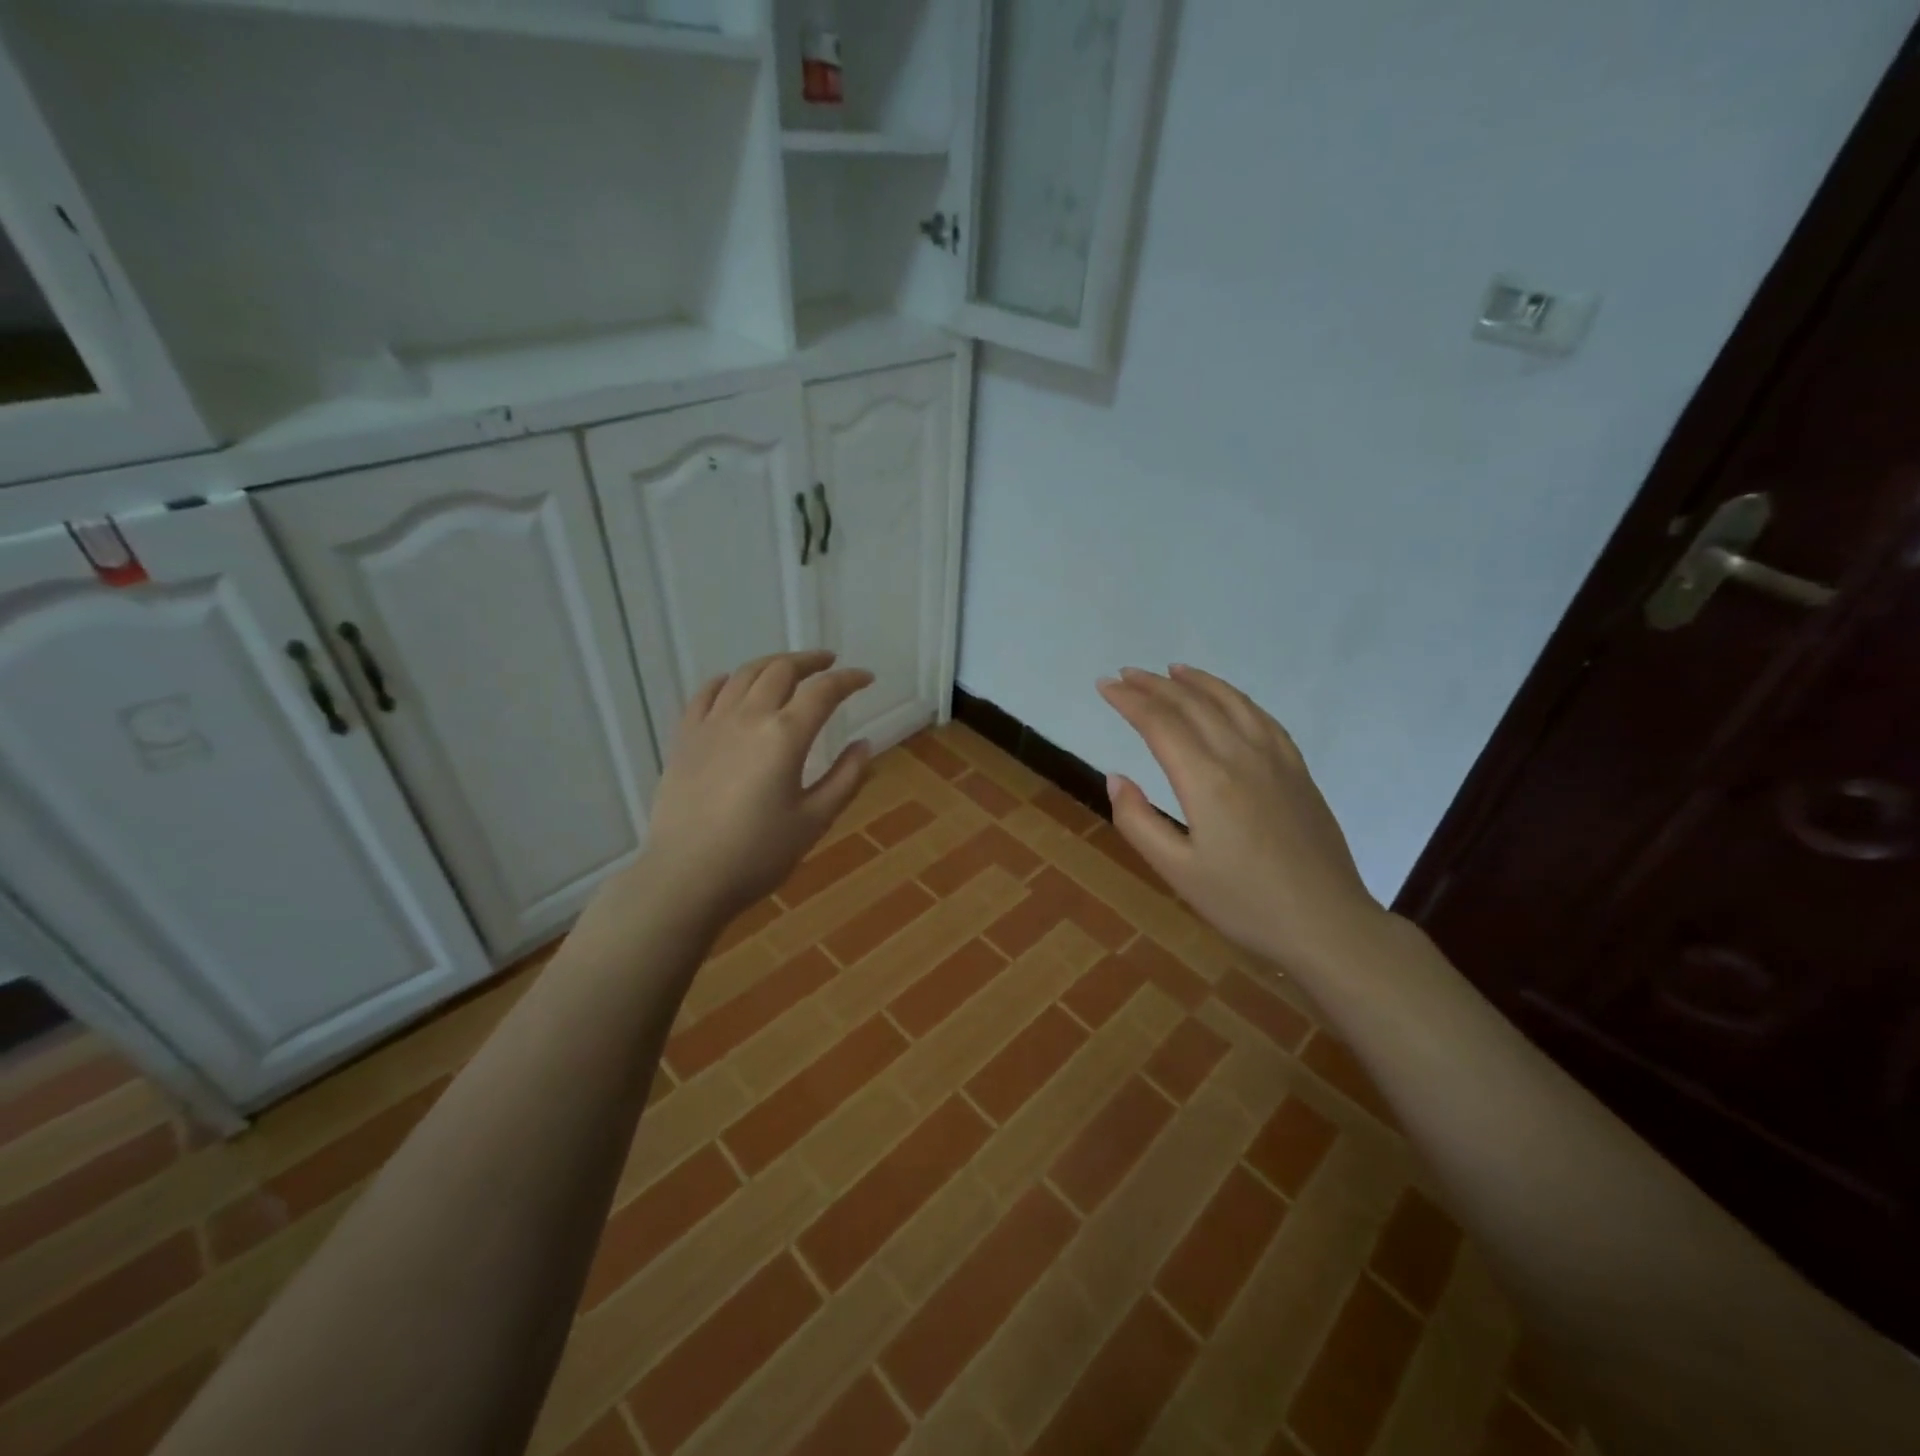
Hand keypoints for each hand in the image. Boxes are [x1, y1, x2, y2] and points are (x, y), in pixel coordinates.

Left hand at [644, 651, 872, 925]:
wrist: (686, 876)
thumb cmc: (758, 854)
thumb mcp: (814, 820)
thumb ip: (845, 778)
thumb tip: (864, 745)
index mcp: (785, 735)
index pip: (823, 691)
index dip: (848, 679)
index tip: (866, 678)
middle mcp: (748, 717)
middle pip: (781, 670)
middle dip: (810, 661)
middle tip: (828, 664)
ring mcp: (711, 724)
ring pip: (744, 674)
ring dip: (772, 664)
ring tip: (788, 669)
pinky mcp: (685, 738)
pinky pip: (706, 693)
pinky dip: (727, 680)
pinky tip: (734, 685)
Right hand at [1097, 664, 1384, 973]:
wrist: (1327, 924)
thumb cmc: (1244, 904)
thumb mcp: (1177, 872)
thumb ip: (1138, 821)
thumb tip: (1115, 778)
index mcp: (1206, 780)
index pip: (1159, 723)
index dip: (1128, 700)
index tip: (1104, 685)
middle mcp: (1240, 756)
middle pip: (1192, 705)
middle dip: (1154, 685)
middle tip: (1125, 674)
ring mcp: (1276, 759)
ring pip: (1230, 702)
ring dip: (1196, 682)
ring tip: (1171, 670)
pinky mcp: (1297, 770)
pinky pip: (1262, 718)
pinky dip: (1236, 698)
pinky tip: (1226, 699)